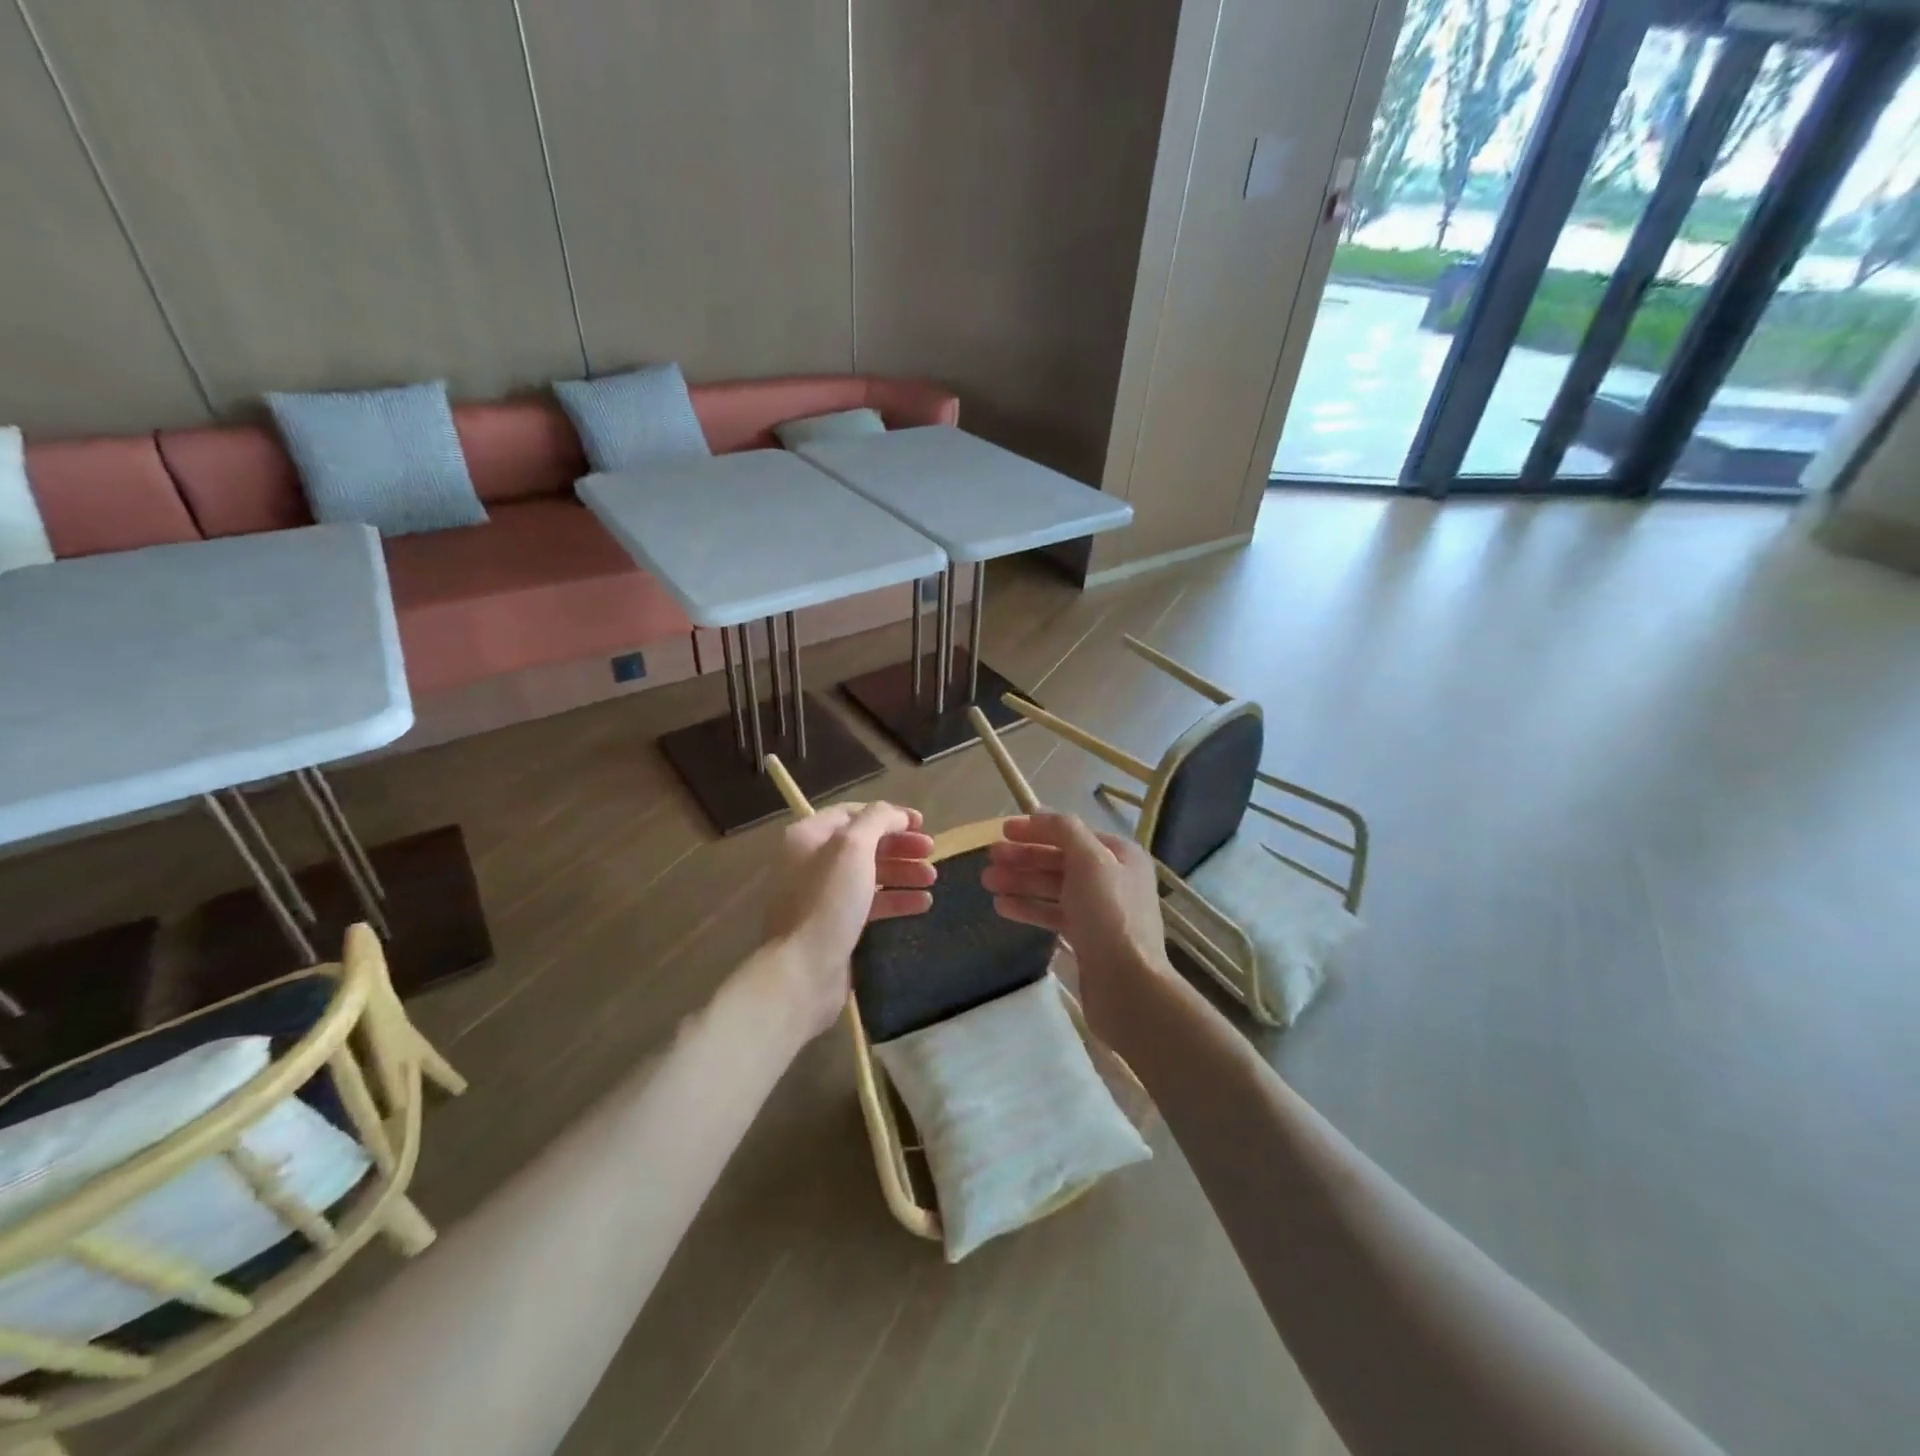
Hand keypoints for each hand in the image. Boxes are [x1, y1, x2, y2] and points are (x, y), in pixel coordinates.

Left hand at [761, 801, 935, 1038]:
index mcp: (808, 837)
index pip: (853, 813)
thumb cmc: (828, 901)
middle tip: (931, 851)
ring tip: (933, 878)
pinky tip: (923, 904)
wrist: (805, 970)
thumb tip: (896, 815)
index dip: (889, 815)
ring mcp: (822, 896)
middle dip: (900, 846)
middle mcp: (811, 862)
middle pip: (864, 844)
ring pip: (869, 875)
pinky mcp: (834, 925)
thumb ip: (877, 820)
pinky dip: (896, 900)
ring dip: (903, 872)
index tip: (922, 823)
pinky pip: (869, 904)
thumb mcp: (853, 847)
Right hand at [981, 812, 1170, 1031]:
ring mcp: (1100, 910)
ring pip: (1053, 888)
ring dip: (1020, 881)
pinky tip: (1002, 906)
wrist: (1127, 985)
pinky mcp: (1087, 938)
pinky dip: (1029, 907)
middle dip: (1023, 857)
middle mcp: (1113, 878)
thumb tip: (1040, 813)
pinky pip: (1053, 914)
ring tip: (987, 882)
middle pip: (1060, 860)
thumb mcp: (1090, 861)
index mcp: (1120, 855)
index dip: (1037, 829)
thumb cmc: (1109, 915)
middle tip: (988, 859)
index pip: (1072, 832)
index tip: (1003, 831)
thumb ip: (1065, 831)